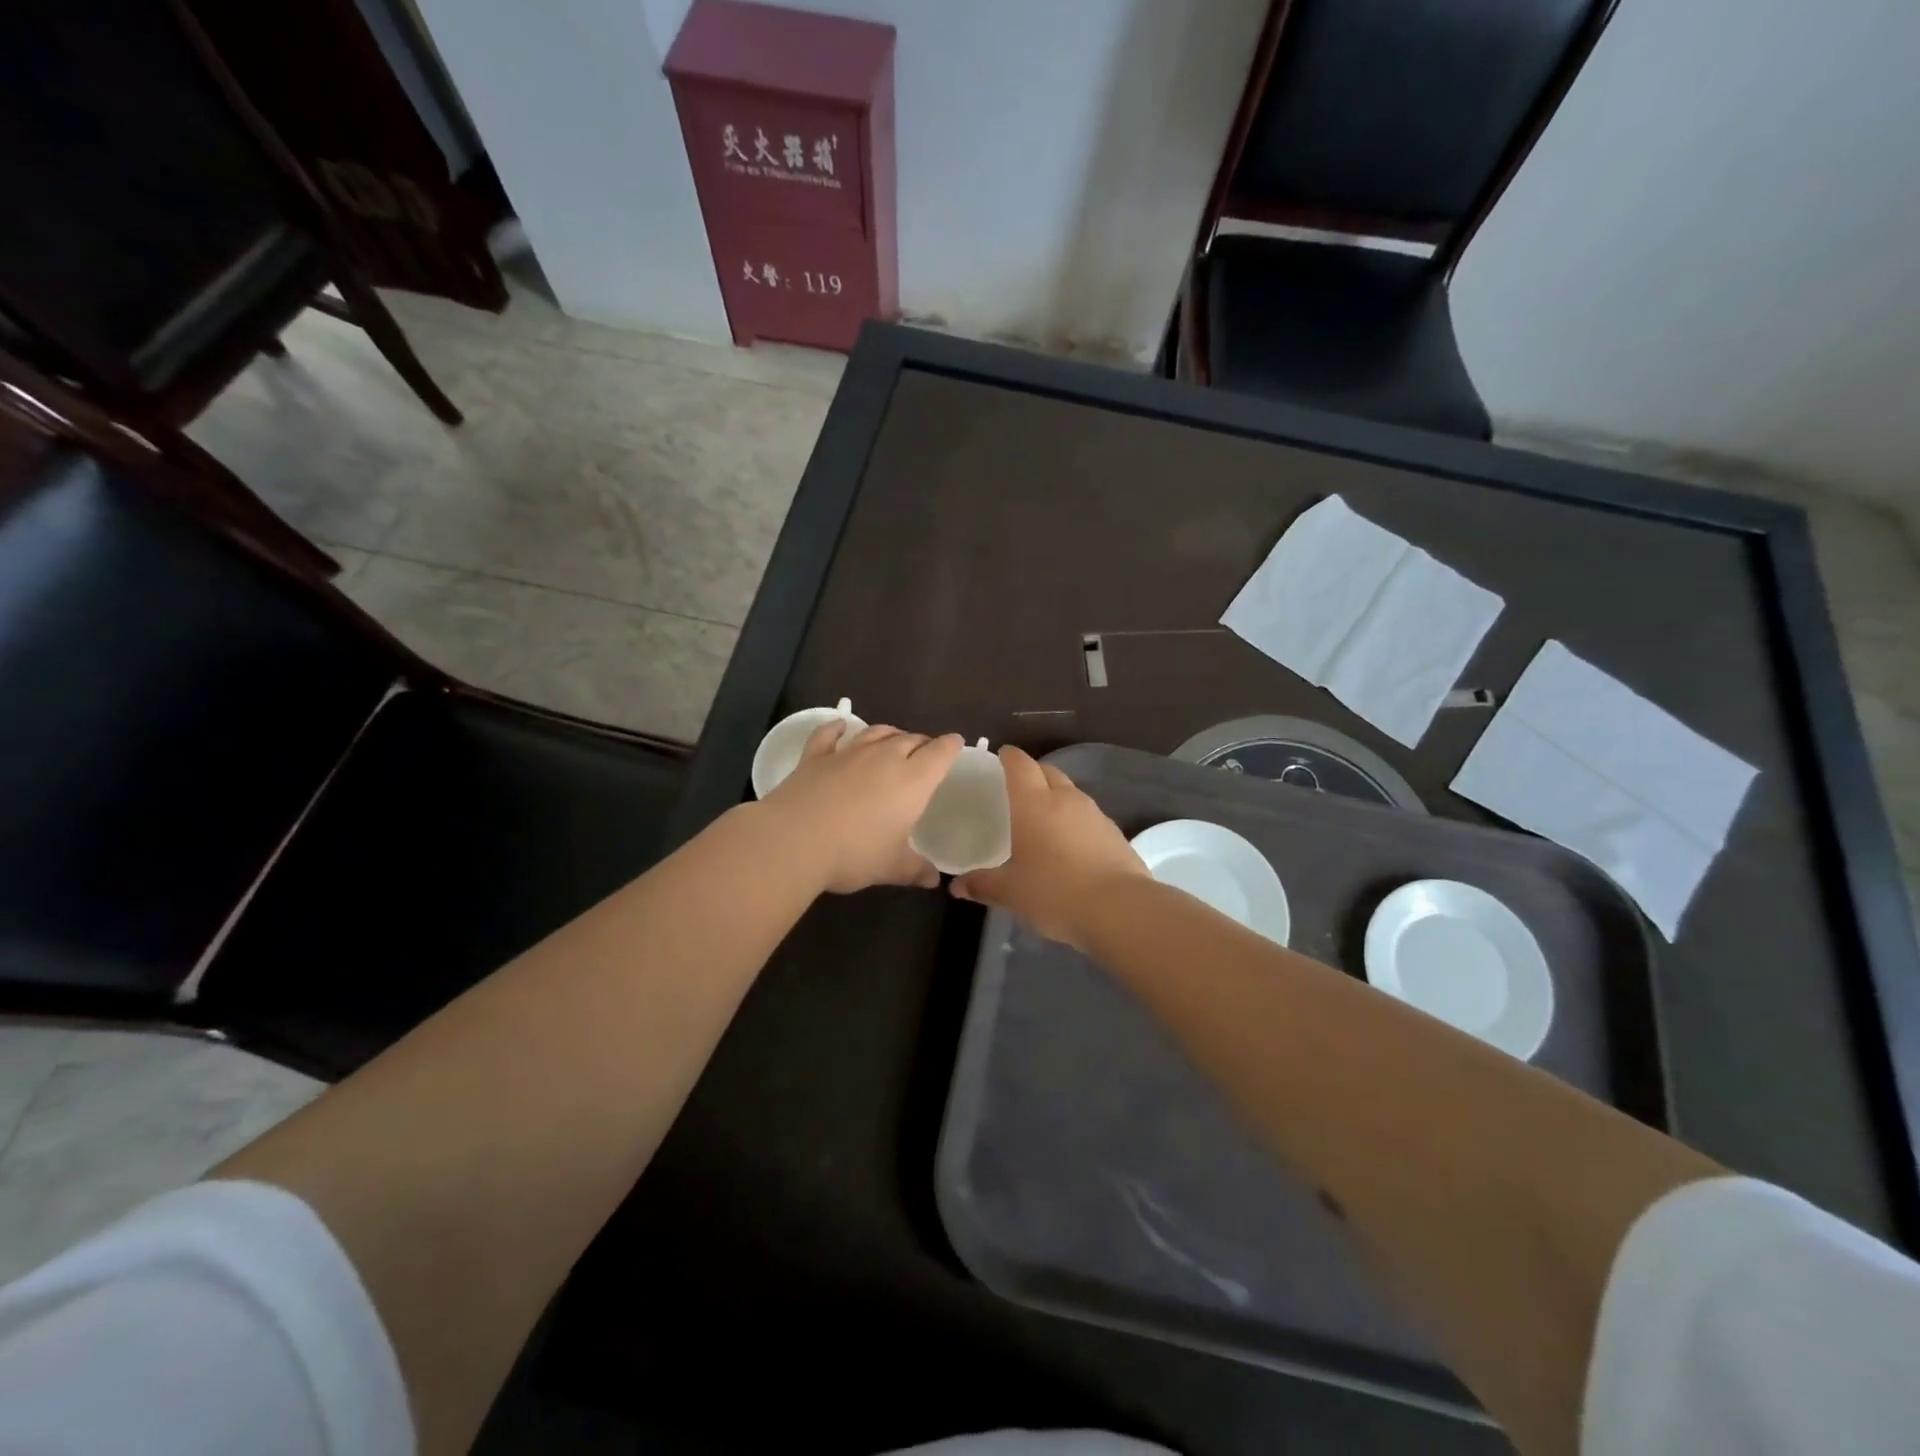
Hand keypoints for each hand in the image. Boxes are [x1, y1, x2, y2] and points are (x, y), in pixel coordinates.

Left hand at [760, 722, 963, 893]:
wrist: (794, 840)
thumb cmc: (854, 854)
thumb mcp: (891, 867)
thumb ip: (916, 869)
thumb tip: (934, 880)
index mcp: (913, 780)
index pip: (940, 752)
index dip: (951, 746)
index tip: (956, 743)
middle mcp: (884, 758)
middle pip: (910, 739)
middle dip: (921, 743)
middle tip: (925, 752)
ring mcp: (848, 753)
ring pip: (876, 732)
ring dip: (888, 734)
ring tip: (893, 739)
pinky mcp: (816, 756)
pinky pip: (829, 734)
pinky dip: (837, 728)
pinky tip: (840, 726)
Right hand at [951, 746, 1147, 948]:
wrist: (1120, 910)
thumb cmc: (1055, 893)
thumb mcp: (1011, 893)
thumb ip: (982, 885)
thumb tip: (957, 886)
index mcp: (1033, 803)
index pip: (1019, 764)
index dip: (1007, 757)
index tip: (998, 759)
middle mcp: (1065, 799)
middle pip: (1047, 771)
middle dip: (1032, 773)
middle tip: (1015, 790)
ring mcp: (1094, 814)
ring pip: (1070, 792)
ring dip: (1055, 796)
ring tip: (1040, 818)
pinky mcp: (1114, 833)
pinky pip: (1087, 815)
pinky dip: (1074, 820)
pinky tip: (1068, 844)